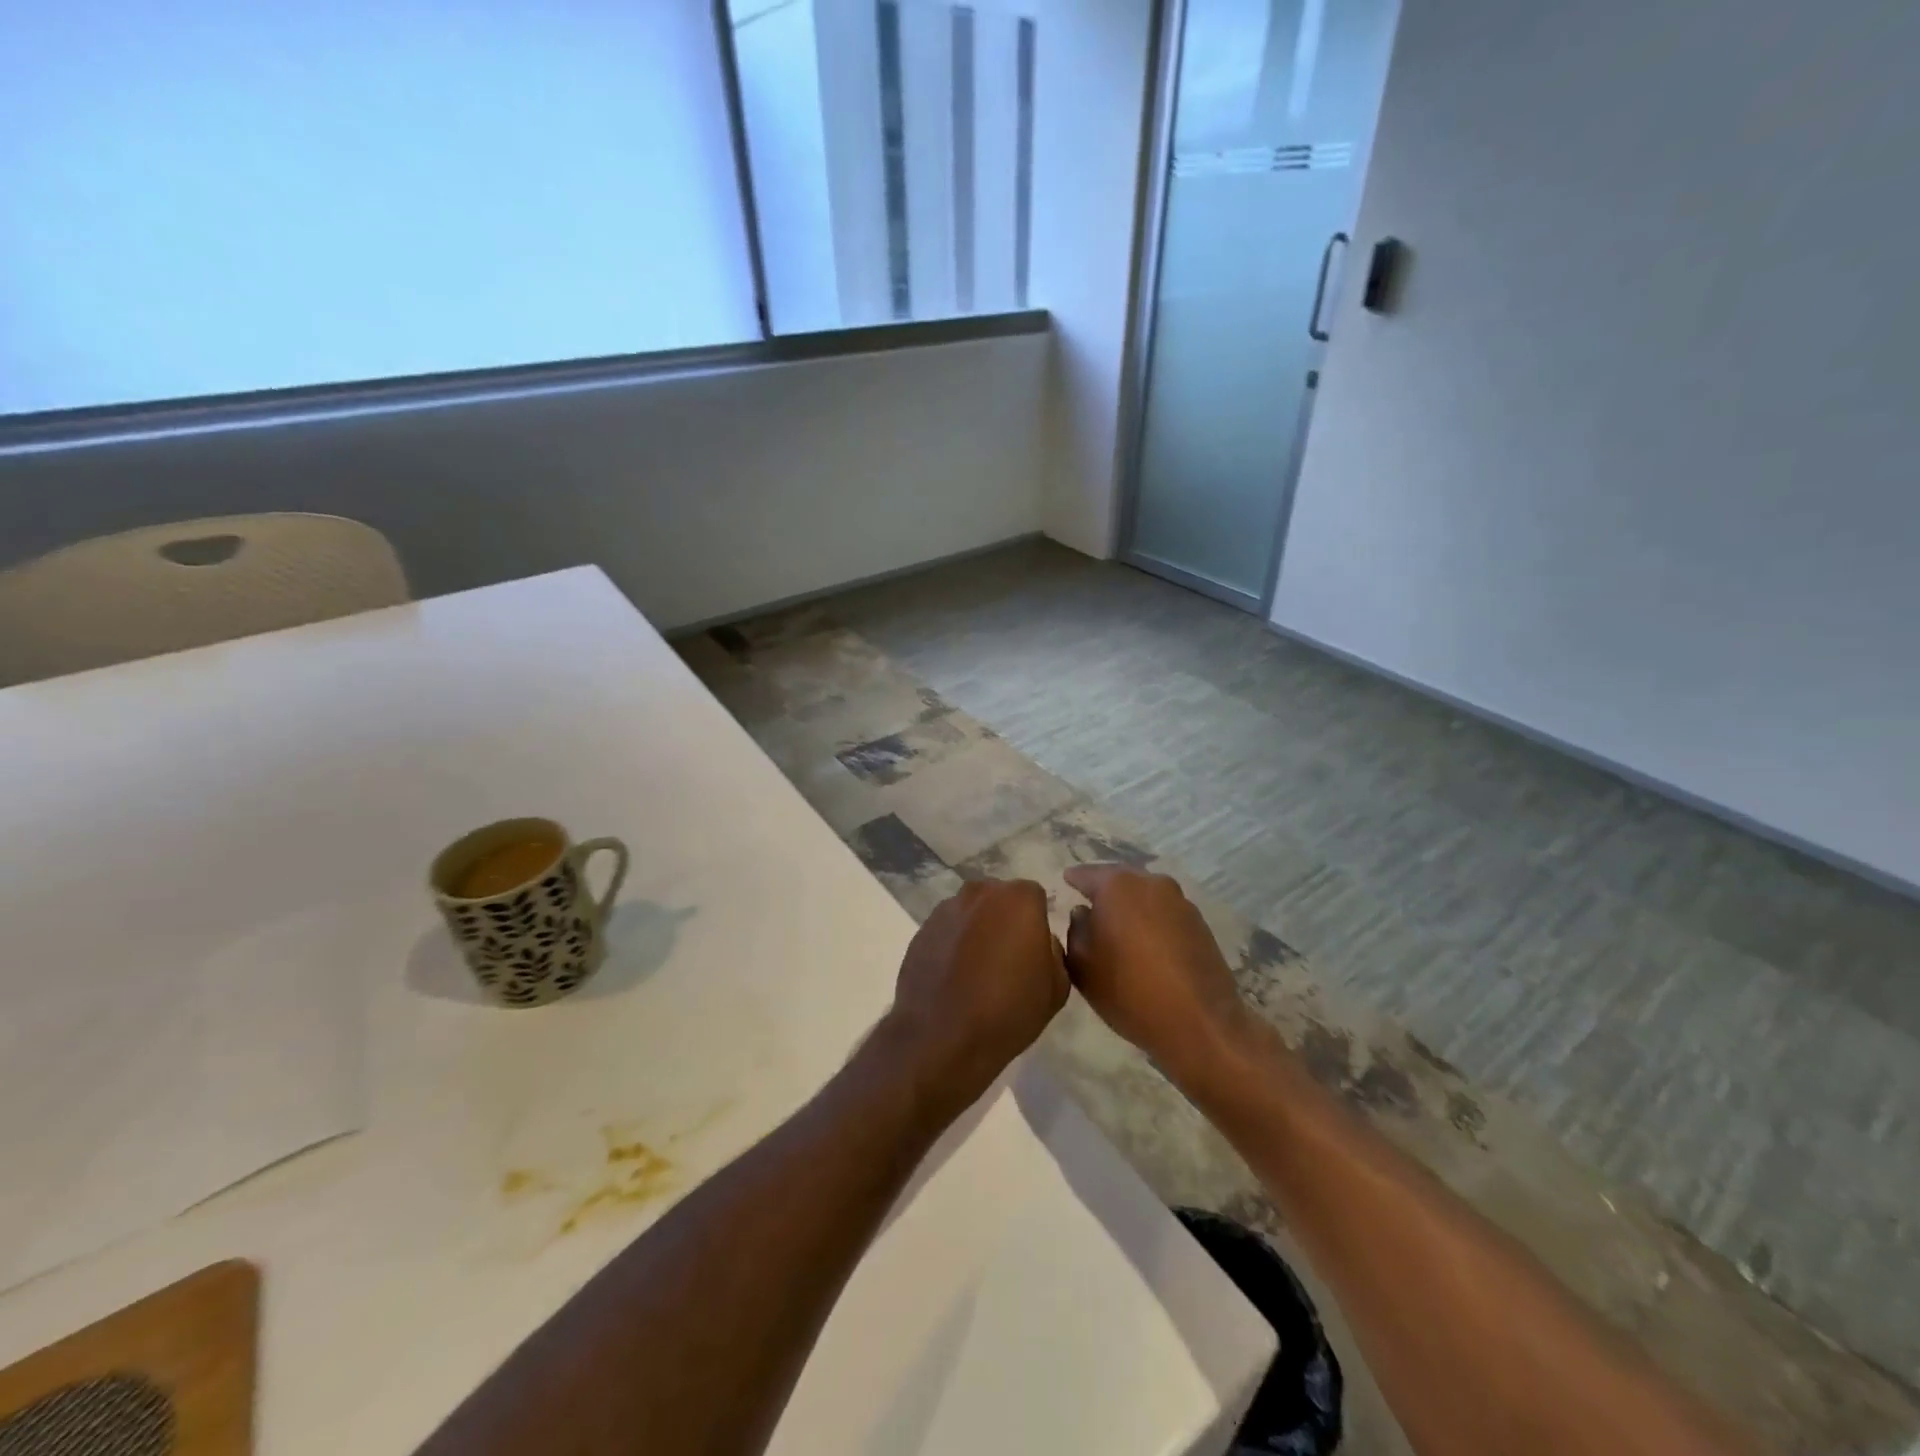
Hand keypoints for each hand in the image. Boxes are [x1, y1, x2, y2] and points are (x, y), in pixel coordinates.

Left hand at [884, 879, 1068, 1117]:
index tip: (1033, 952)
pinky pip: (947, 930)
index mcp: (1018, 899)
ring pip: (971, 913)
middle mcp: (980, 893)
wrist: (941, 1037)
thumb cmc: (1008, 1011)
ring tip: (977, 971)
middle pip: (1000, 899)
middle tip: (1007, 959)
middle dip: (1006, 920)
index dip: (1037, 924)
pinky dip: (952, 945)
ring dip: (977, 931)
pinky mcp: (921, 930)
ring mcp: (946, 909)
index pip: (1035, 898)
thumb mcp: (1056, 988)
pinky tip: (953, 977)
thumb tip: (1040, 941)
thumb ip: (1054, 951)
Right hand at [1063, 865, 1247, 1085]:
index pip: (1087, 874)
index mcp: (1118, 885)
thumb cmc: (1128, 991)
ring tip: (1118, 927)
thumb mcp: (1082, 965)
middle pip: (1120, 880)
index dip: (1074, 879)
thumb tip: (1084, 913)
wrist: (1199, 1024)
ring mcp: (1181, 902)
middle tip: (1089, 905)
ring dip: (1131, 907)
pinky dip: (1152, 922)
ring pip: (1145, 896)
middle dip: (1104, 891)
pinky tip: (1145, 944)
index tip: (1065, 882)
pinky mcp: (1200, 925)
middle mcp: (1151, 883)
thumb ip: (1076, 930)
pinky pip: (1165, 914)